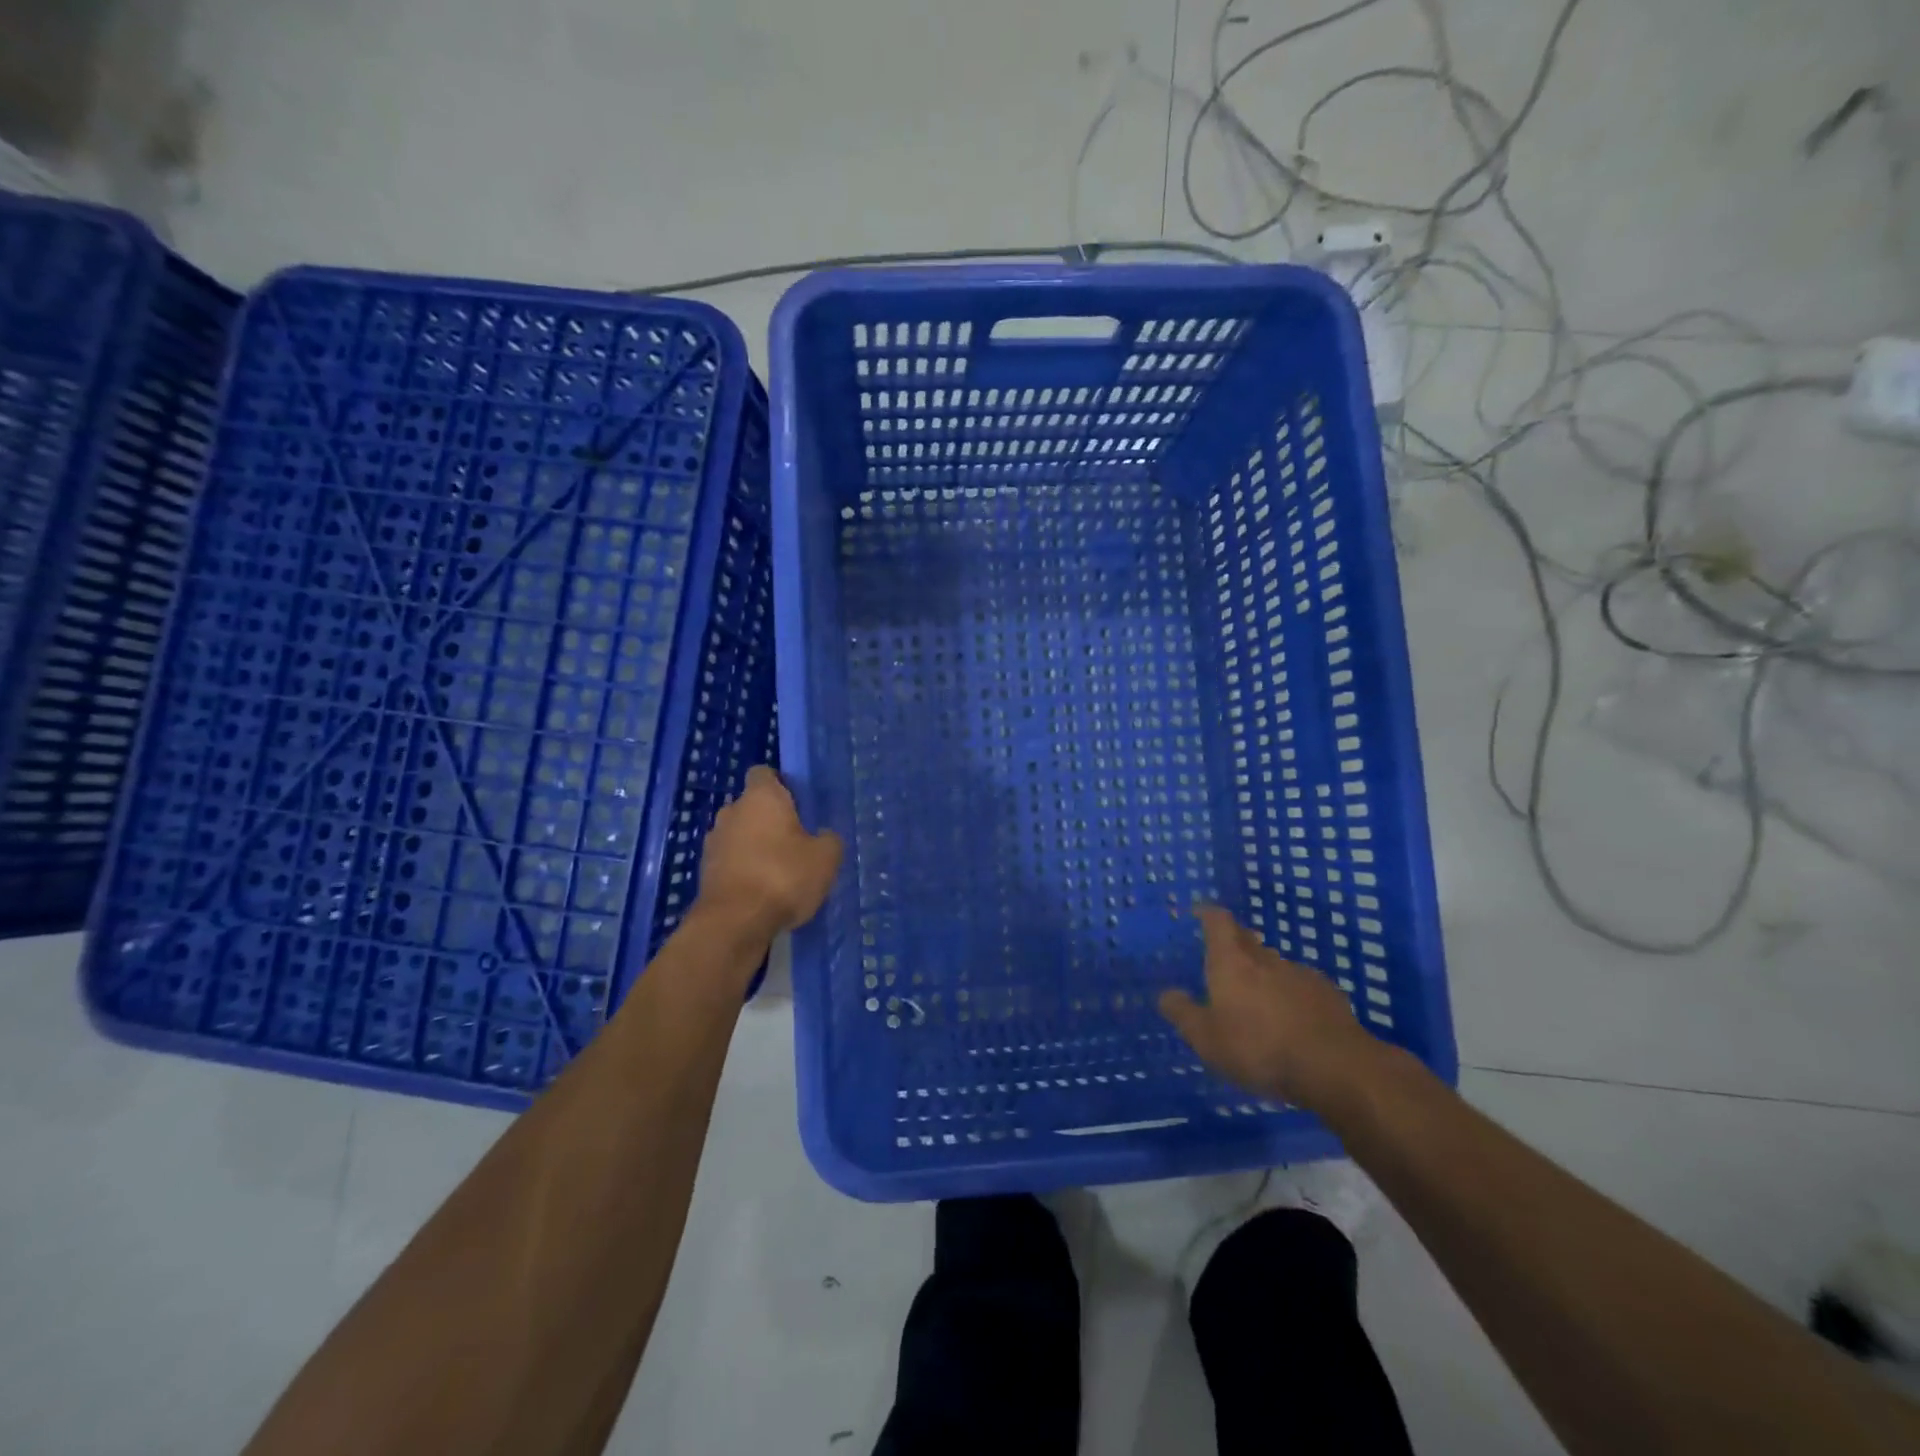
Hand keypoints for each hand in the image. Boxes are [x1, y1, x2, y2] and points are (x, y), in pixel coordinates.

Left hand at [696, 766, 842, 938]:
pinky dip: (743, 869)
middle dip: (769, 819)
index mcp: (761, 797)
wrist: (734, 923)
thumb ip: (828, 839)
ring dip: (754, 845)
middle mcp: (731, 811)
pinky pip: (730, 860)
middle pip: (751, 805)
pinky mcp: (705, 871)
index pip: (764, 773)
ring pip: (739, 834)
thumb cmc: (783, 877)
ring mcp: (713, 841)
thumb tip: (822, 836)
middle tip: (795, 841)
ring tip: (778, 870)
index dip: (781, 784)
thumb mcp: (825, 857)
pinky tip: (762, 890)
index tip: (798, 804)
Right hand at [1158, 904, 1384, 1109]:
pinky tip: (1292, 1017)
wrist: (1334, 1066)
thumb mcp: (1207, 1039)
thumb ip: (1183, 1014)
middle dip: (1235, 942)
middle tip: (1225, 955)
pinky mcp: (1328, 995)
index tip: (1200, 912)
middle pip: (1248, 938)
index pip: (1218, 923)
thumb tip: (1166, 994)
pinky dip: (1290, 993)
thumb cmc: (1258, 1048)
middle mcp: (1265, 959)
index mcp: (1231, 962)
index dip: (1208, 914)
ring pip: (1275, 963)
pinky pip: (1301, 985)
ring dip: (1263, 971)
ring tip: (1257, 995)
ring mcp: (1300, 974)